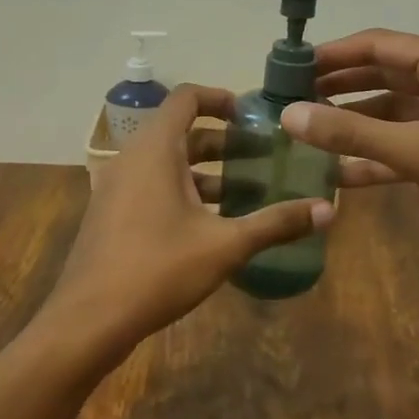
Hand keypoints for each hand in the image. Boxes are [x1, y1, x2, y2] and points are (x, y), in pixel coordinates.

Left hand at [42, 85, 333, 364]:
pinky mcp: (111, 213)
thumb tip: (329, 210)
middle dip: (223, 141)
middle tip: (263, 156)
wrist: (89, 319)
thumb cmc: (158, 269)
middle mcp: (131, 158)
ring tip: (248, 190)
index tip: (253, 117)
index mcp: (154, 150)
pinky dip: (183, 190)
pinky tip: (213, 222)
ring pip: (166, 163)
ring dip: (206, 170)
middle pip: (180, 132)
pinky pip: (152, 185)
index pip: (186, 98)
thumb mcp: (224, 245)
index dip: (221, 98)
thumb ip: (275, 223)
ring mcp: (116, 187)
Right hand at [279, 30, 418, 264]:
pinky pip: (404, 148)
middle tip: (289, 100)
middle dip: (337, 89)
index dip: (331, 55)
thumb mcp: (417, 148)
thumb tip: (287, 116)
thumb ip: (350, 133)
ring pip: (391, 115)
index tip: (288, 67)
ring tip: (305, 134)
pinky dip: (374, 159)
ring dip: (353, 126)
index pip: (377, 44)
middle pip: (382, 76)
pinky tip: (337, 175)